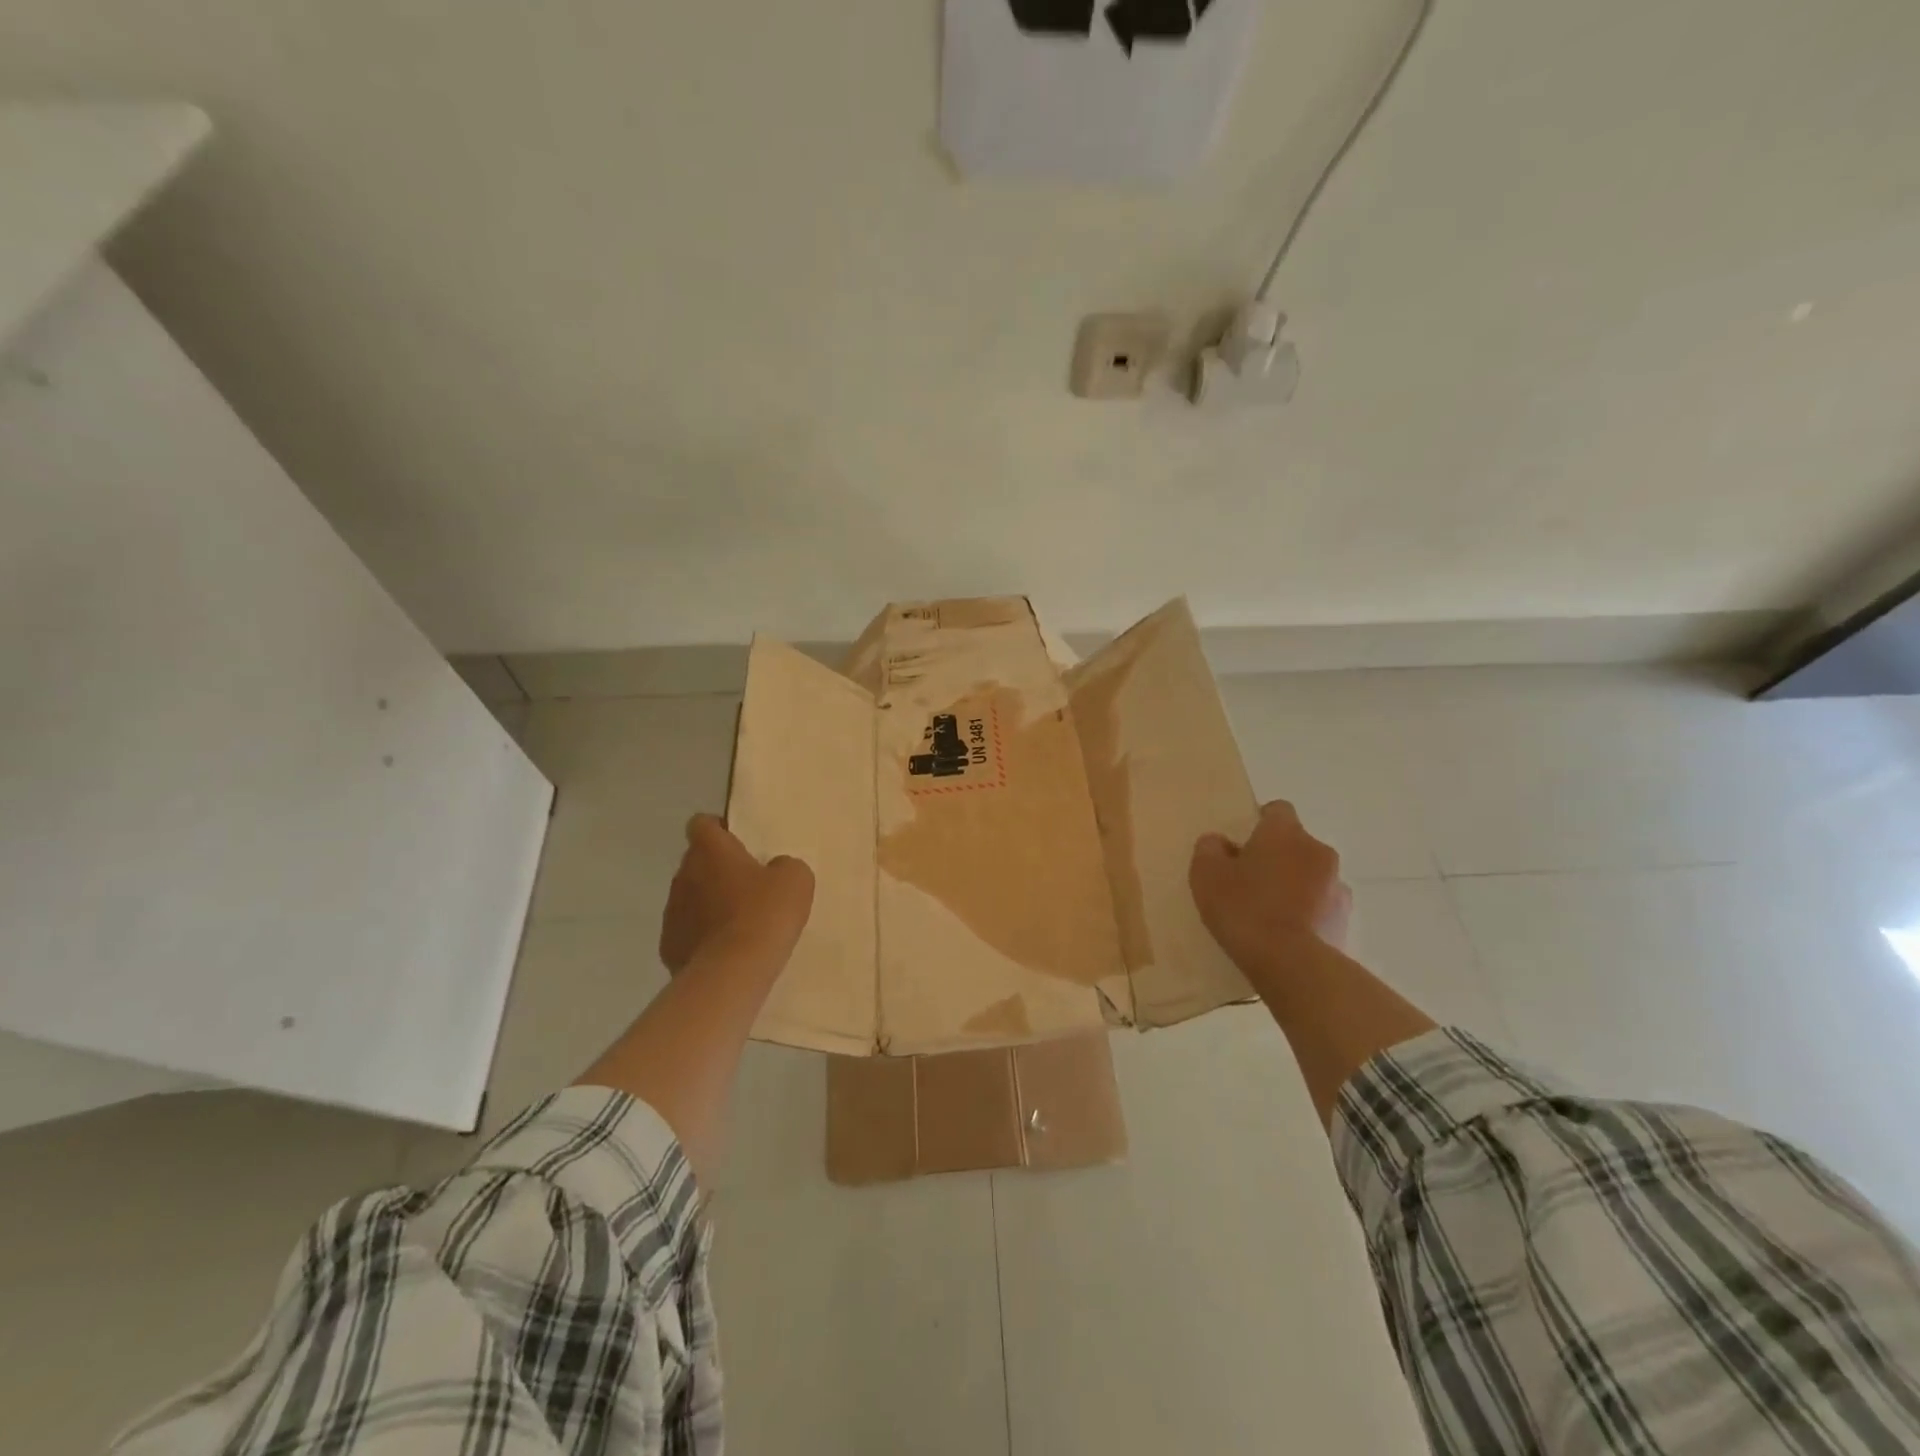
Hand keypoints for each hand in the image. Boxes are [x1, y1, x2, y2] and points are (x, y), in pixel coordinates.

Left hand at [659, 814, 814, 973]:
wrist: (733, 972)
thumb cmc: (765, 913)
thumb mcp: (795, 879)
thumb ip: (783, 865)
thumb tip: (773, 870)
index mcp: (710, 850)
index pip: (702, 824)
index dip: (719, 829)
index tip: (739, 842)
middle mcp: (684, 875)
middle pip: (697, 862)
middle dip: (718, 870)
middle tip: (749, 886)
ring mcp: (672, 912)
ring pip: (691, 897)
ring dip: (710, 904)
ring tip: (740, 923)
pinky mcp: (669, 946)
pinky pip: (688, 932)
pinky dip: (703, 936)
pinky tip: (727, 950)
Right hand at [1190, 801, 1351, 981]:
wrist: (1291, 964)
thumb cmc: (1244, 908)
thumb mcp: (1206, 874)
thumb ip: (1209, 849)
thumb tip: (1219, 842)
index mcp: (1285, 833)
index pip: (1277, 810)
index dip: (1259, 823)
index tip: (1241, 845)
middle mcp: (1318, 851)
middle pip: (1295, 845)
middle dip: (1276, 857)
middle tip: (1248, 882)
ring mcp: (1337, 887)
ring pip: (1311, 877)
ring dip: (1294, 886)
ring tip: (1268, 914)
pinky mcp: (1346, 921)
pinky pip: (1321, 908)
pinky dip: (1307, 915)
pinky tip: (1285, 936)